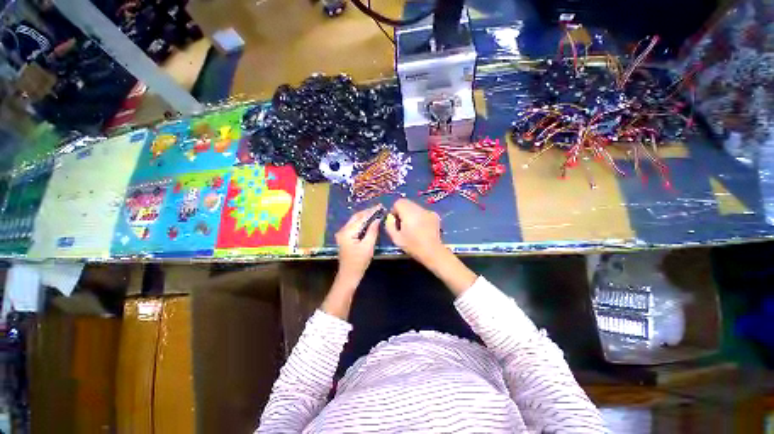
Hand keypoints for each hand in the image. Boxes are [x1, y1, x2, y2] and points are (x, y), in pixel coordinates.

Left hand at [335, 205, 381, 281]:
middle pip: (356, 217)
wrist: (348, 275)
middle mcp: (343, 230)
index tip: (380, 206)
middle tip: (378, 207)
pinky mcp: (344, 237)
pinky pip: (354, 225)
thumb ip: (372, 231)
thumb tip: (377, 219)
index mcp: (347, 232)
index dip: (371, 211)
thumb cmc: (359, 262)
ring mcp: (342, 233)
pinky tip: (369, 220)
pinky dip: (362, 222)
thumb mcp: (368, 246)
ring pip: (354, 220)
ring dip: (364, 216)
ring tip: (375, 212)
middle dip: (367, 212)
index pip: (361, 218)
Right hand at [385, 199, 443, 266]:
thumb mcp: (396, 238)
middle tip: (403, 224)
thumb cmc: (413, 246)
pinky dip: (419, 217)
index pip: (399, 202)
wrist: (433, 252)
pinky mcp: (434, 215)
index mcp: (409, 213)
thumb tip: (391, 217)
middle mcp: (419, 209)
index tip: (395, 221)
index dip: (394, 210)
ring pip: (415, 207)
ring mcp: (428, 211)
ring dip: (411, 214)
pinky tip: (421, 228)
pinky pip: (423, 212)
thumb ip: (389, 225)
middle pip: (407, 203)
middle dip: (402, 211)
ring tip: (412, 227)